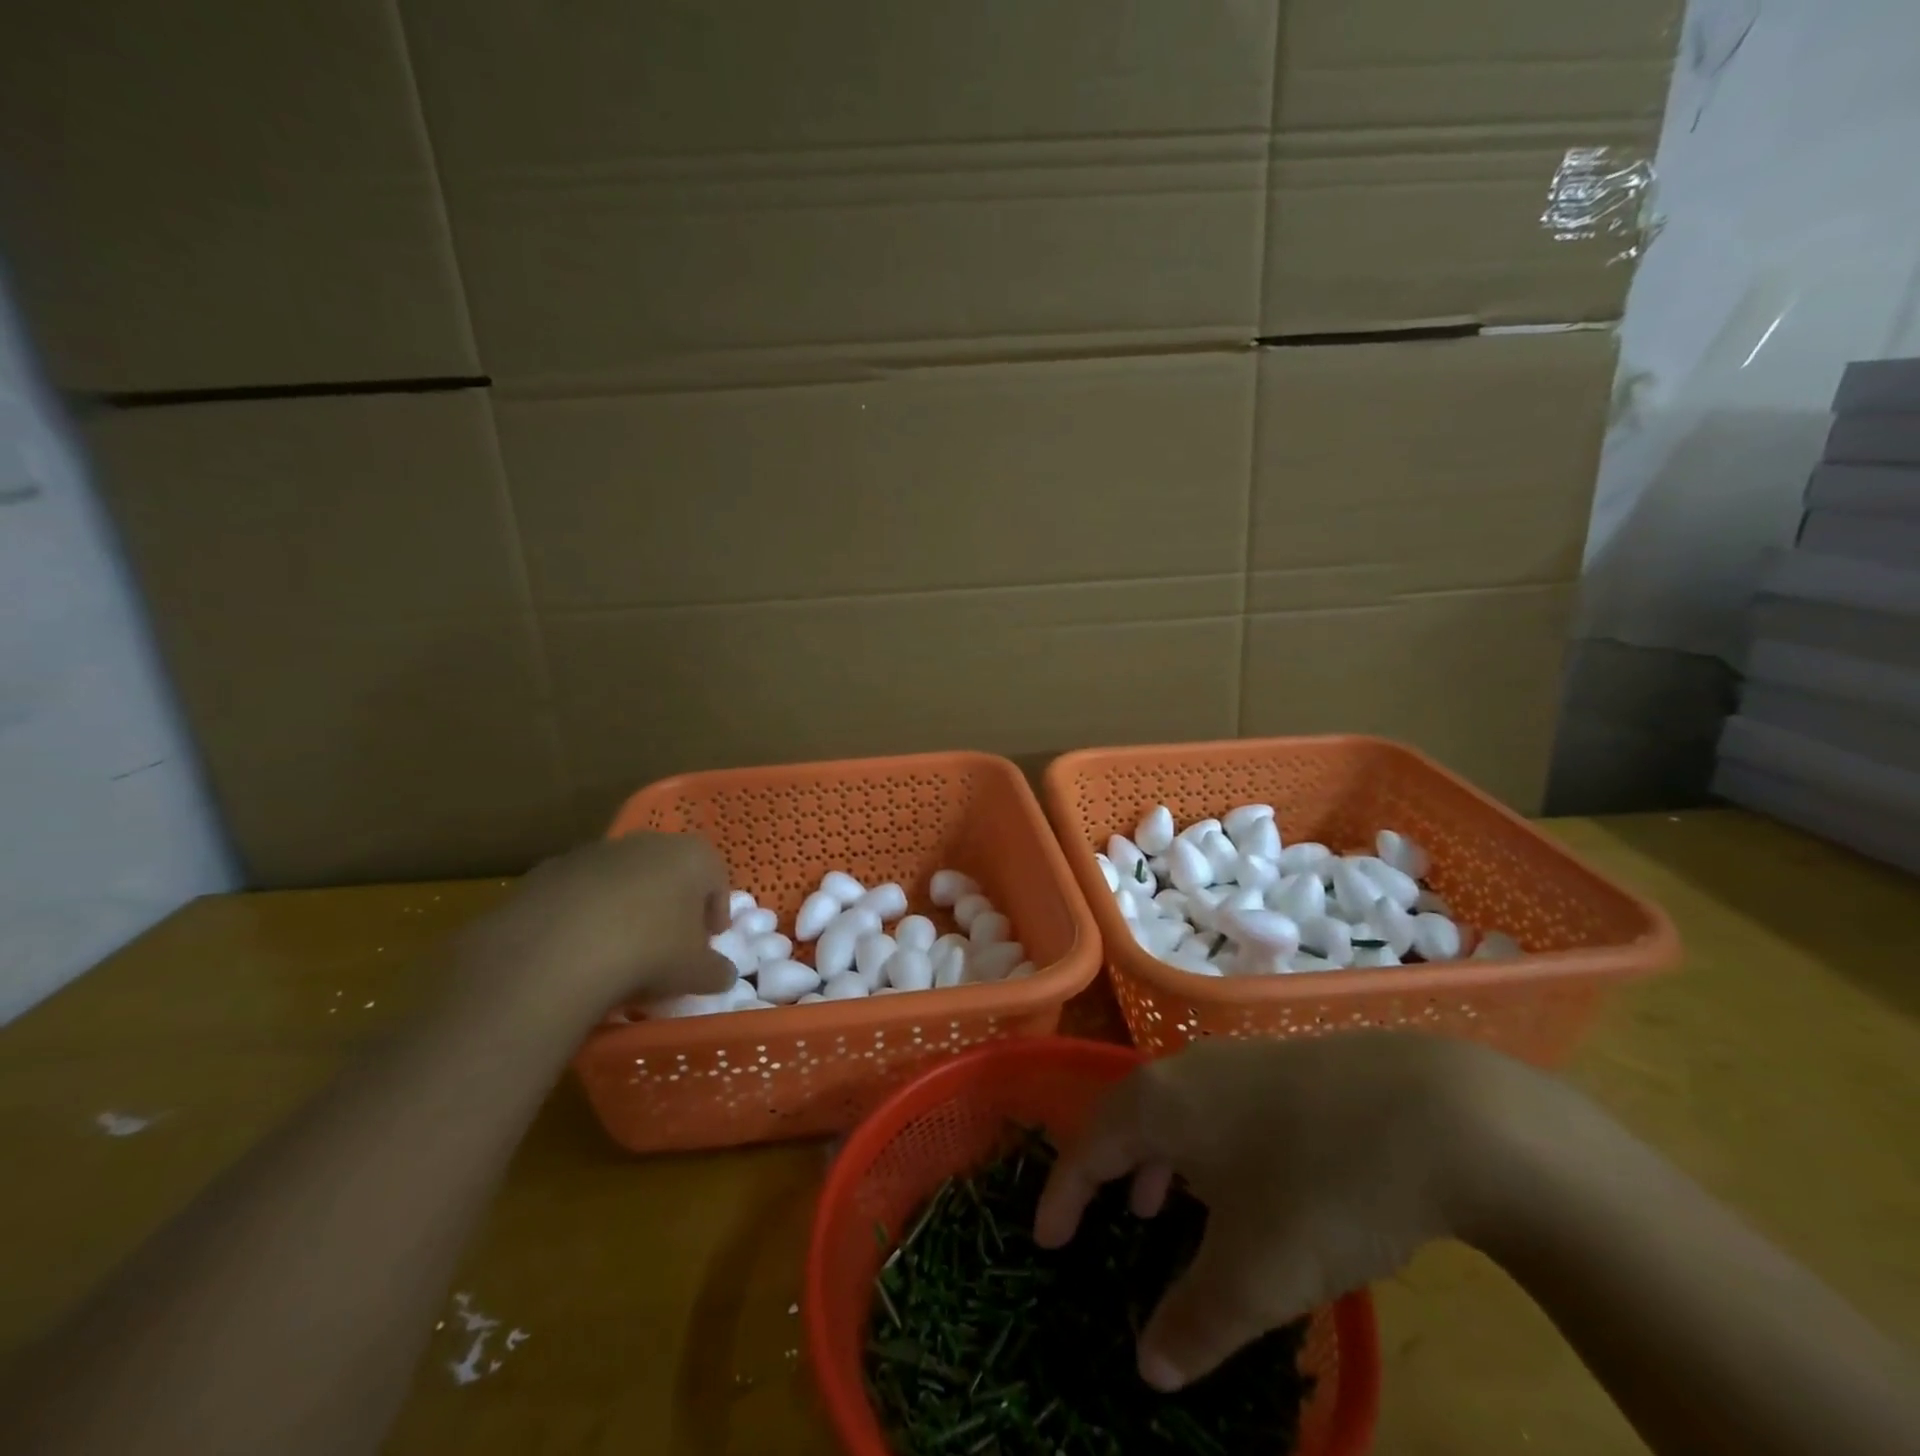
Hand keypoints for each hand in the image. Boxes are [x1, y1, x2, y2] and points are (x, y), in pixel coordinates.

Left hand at [457, 833, 734, 1024]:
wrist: (557, 952)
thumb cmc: (650, 951)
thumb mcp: (697, 973)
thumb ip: (717, 970)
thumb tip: (723, 975)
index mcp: (692, 855)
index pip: (716, 880)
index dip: (714, 913)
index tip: (708, 943)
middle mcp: (647, 842)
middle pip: (669, 874)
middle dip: (670, 906)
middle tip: (666, 947)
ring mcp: (595, 852)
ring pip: (622, 880)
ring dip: (626, 908)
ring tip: (619, 952)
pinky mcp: (549, 870)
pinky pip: (579, 894)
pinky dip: (584, 915)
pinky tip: (578, 950)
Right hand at [1034, 1033, 1531, 1391]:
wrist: (1441, 1113)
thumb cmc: (1322, 1186)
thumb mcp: (1256, 1274)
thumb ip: (1194, 1323)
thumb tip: (1150, 1368)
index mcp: (1160, 1102)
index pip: (1089, 1145)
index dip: (1063, 1195)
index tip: (1047, 1240)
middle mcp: (1189, 1068)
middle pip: (1129, 1116)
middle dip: (1112, 1173)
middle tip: (1109, 1224)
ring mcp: (1241, 1059)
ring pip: (1177, 1109)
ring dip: (1161, 1160)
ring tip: (1167, 1209)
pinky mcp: (1288, 1064)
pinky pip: (1219, 1106)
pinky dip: (1206, 1147)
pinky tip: (1245, 1181)